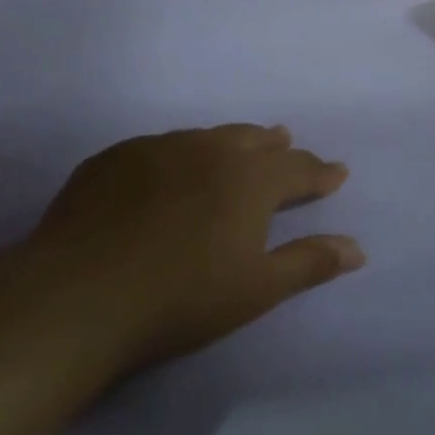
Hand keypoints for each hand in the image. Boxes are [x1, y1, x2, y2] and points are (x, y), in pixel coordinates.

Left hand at [19, 124, 363, 368]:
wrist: (76, 297)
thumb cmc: (182, 298)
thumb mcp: (257, 288)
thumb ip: (310, 262)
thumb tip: (358, 249)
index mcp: (251, 179)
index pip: (298, 168)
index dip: (320, 172)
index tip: (336, 173)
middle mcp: (210, 151)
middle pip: (254, 140)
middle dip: (276, 146)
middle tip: (286, 144)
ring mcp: (158, 149)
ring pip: (207, 137)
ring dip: (230, 143)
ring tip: (236, 148)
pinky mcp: (113, 160)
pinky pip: (161, 147)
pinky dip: (180, 154)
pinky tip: (170, 170)